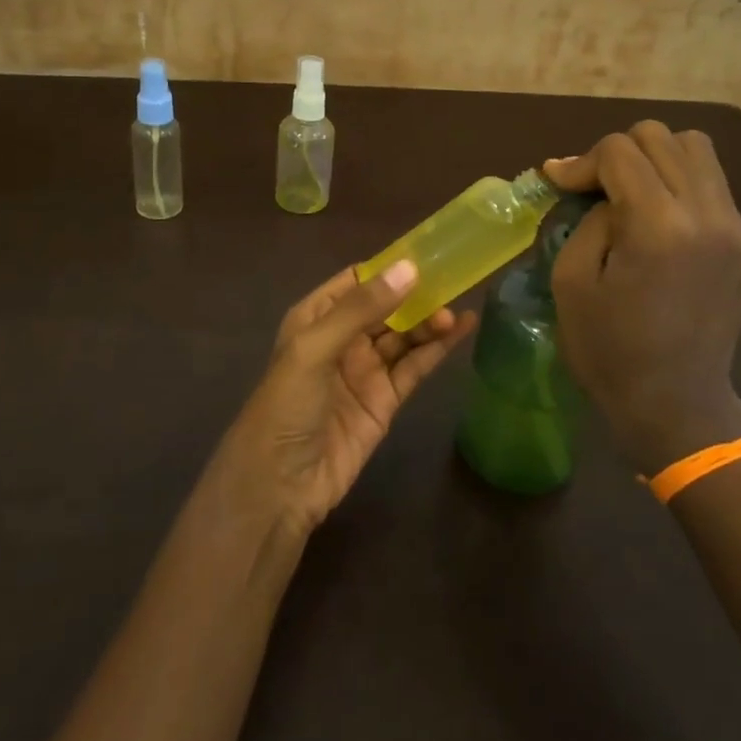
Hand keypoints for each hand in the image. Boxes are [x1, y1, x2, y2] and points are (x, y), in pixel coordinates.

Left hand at [224, 261, 477, 534]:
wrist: (279, 486)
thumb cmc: (286, 406)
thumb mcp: (315, 348)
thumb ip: (362, 308)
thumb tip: (410, 268)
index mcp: (316, 317)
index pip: (356, 280)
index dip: (389, 267)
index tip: (428, 253)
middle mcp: (341, 338)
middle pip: (386, 306)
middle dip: (416, 294)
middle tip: (453, 281)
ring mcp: (365, 370)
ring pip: (404, 336)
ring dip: (429, 321)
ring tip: (456, 312)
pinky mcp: (385, 400)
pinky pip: (414, 366)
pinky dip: (437, 349)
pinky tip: (461, 329)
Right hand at [545, 122, 740, 473]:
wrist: (675, 405)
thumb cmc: (608, 350)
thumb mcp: (571, 280)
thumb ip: (587, 219)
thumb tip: (598, 190)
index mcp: (658, 227)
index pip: (620, 151)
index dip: (581, 161)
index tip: (559, 184)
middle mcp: (707, 216)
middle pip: (661, 138)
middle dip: (618, 153)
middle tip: (594, 189)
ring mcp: (736, 230)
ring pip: (696, 150)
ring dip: (655, 160)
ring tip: (630, 193)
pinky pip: (712, 187)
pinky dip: (679, 185)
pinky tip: (658, 220)